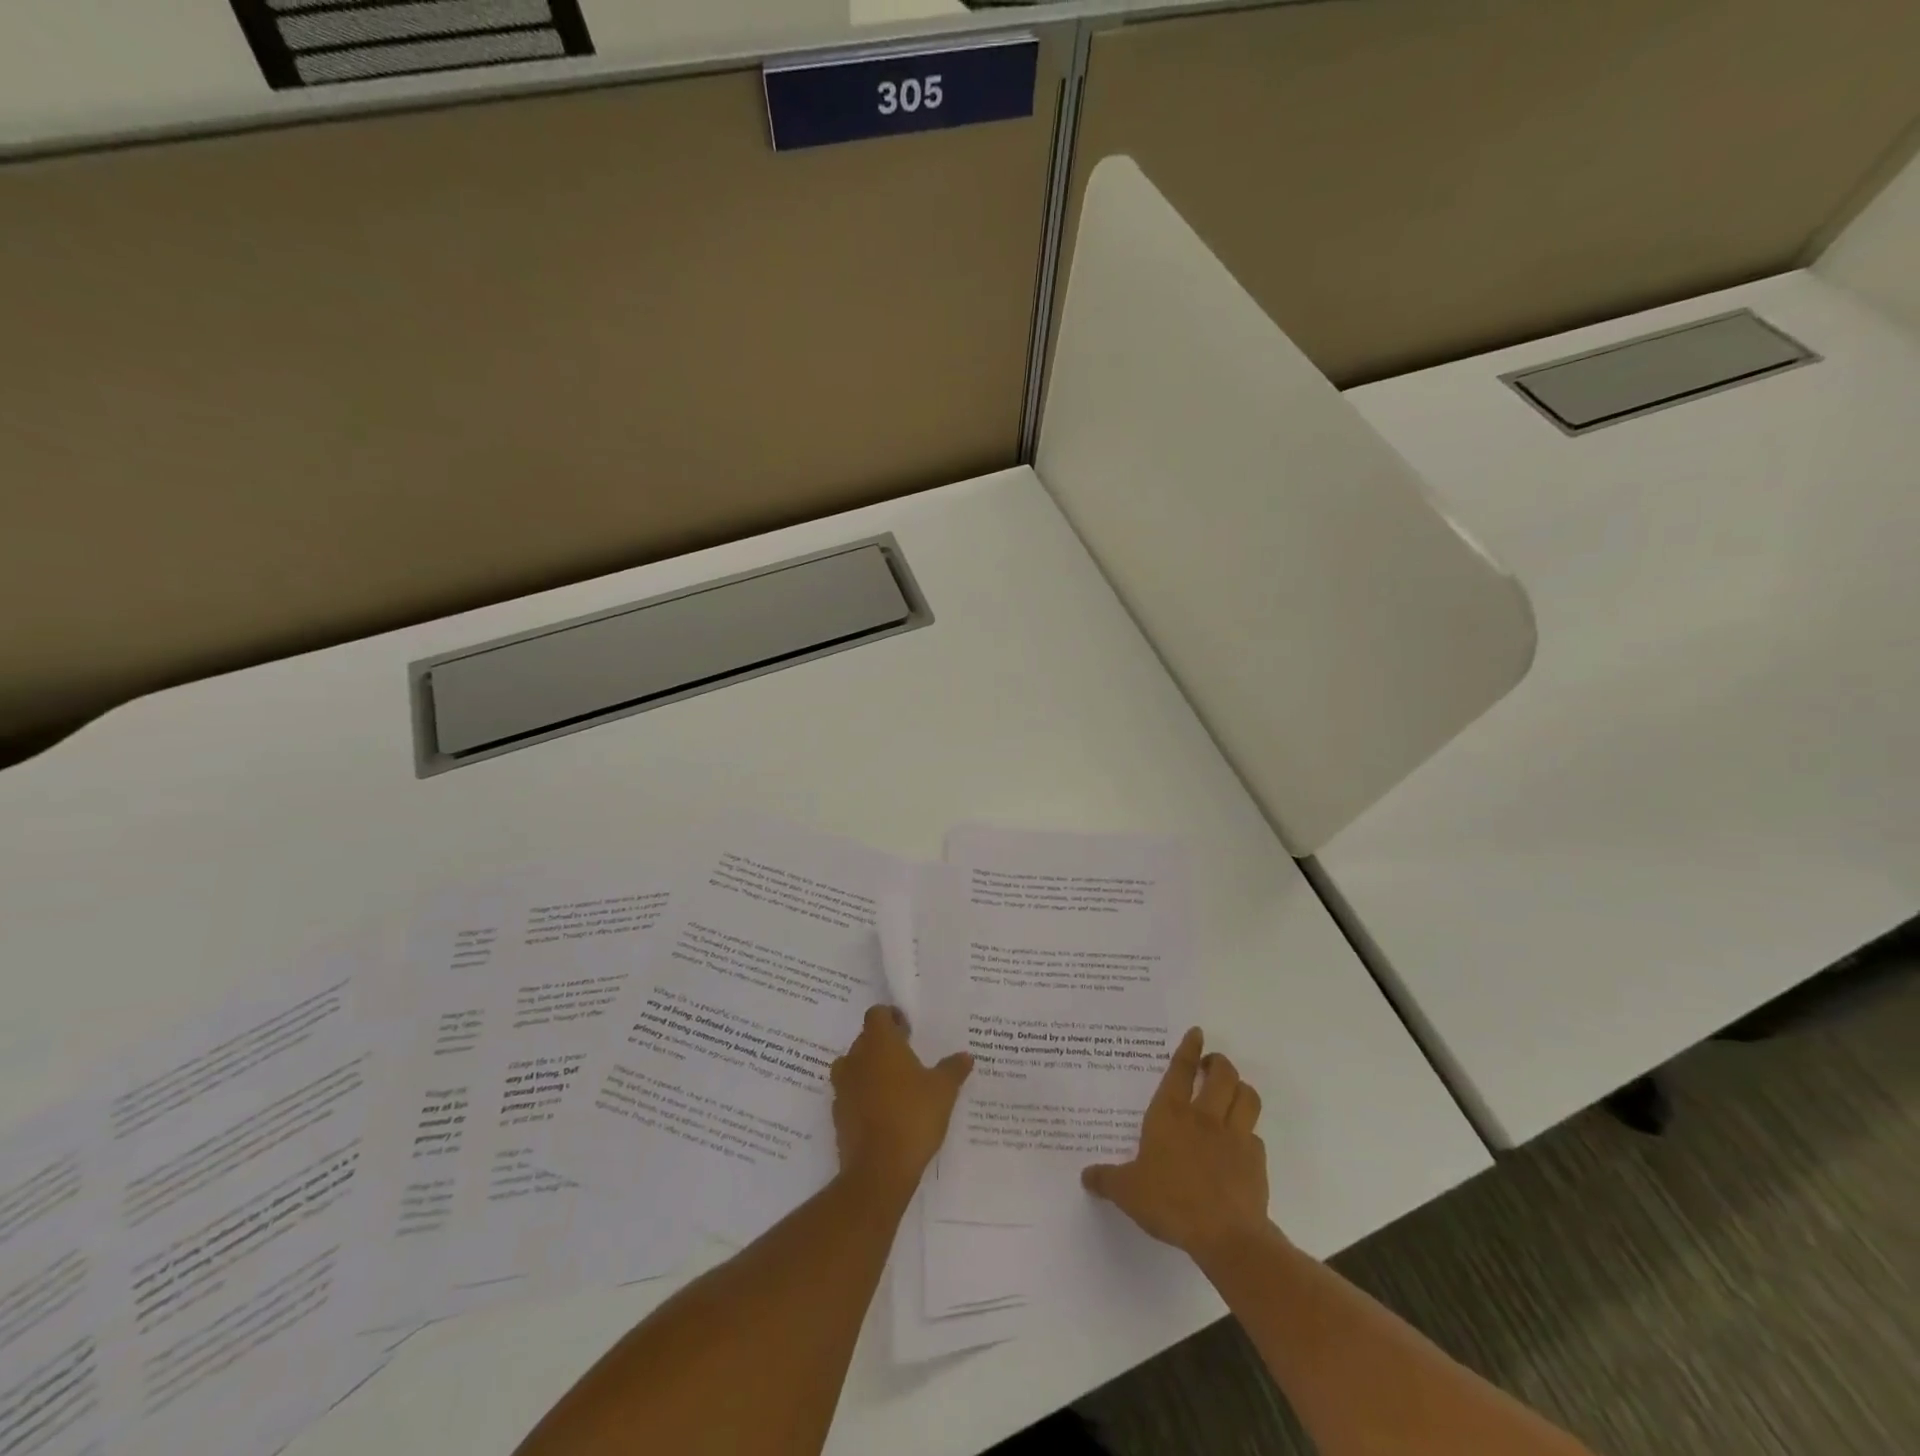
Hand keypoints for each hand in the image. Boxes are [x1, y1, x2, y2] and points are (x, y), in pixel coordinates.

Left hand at [830, 1005, 972, 1198]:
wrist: (879, 1170)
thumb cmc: (913, 1116)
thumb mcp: (943, 1091)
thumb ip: (953, 1069)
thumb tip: (966, 1056)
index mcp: (879, 1043)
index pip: (877, 1014)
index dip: (891, 1018)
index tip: (908, 1031)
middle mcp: (855, 1059)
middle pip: (865, 1040)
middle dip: (884, 1045)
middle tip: (908, 1058)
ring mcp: (842, 1088)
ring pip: (854, 1067)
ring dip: (870, 1071)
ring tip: (895, 1086)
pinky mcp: (837, 1115)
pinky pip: (850, 1095)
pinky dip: (863, 1097)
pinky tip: (884, 1112)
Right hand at [1081, 1027, 1270, 1264]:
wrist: (1226, 1236)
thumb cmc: (1171, 1202)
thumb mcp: (1128, 1192)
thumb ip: (1106, 1180)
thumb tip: (1086, 1176)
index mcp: (1171, 1114)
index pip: (1181, 1070)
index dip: (1189, 1048)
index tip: (1197, 1032)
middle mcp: (1205, 1116)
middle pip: (1222, 1074)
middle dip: (1219, 1063)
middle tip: (1211, 1066)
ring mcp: (1235, 1136)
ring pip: (1247, 1096)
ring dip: (1240, 1089)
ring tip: (1231, 1093)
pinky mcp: (1256, 1160)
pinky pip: (1255, 1136)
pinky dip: (1248, 1134)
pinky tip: (1239, 1145)